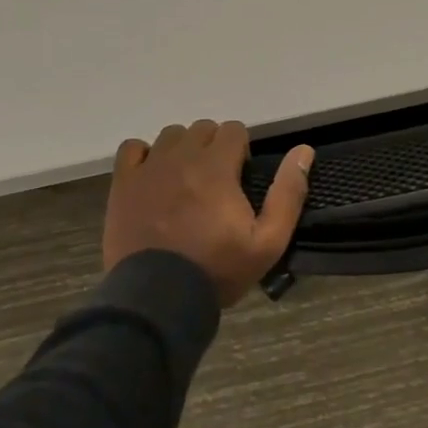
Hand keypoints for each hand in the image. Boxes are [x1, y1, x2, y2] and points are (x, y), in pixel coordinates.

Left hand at [102, 120, 314, 305]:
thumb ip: (289, 193)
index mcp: (217, 168)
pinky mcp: (123, 185)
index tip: (241, 179)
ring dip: (183, 149)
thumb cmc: (218, 269)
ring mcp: (148, 169)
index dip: (242, 150)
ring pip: (170, 135)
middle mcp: (181, 158)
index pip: (234, 129)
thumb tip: (304, 151)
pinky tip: (154, 177)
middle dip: (215, 147)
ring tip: (187, 181)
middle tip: (217, 182)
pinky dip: (145, 155)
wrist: (158, 298)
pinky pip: (132, 148)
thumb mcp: (269, 241)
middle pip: (202, 128)